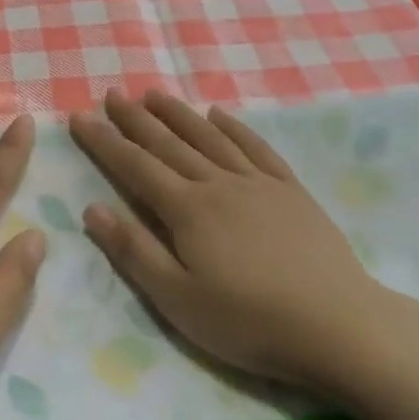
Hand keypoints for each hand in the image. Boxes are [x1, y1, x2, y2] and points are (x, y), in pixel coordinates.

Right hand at [69, 90, 395, 394]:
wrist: (338, 325)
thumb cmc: (250, 322)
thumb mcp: (178, 300)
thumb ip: (134, 251)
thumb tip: (92, 208)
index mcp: (187, 209)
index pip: (135, 166)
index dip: (104, 141)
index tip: (80, 116)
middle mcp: (218, 183)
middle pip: (168, 143)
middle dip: (136, 118)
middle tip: (112, 94)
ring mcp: (257, 183)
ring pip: (209, 137)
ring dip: (178, 113)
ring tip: (154, 94)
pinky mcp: (289, 190)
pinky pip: (255, 147)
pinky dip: (234, 127)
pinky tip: (219, 114)